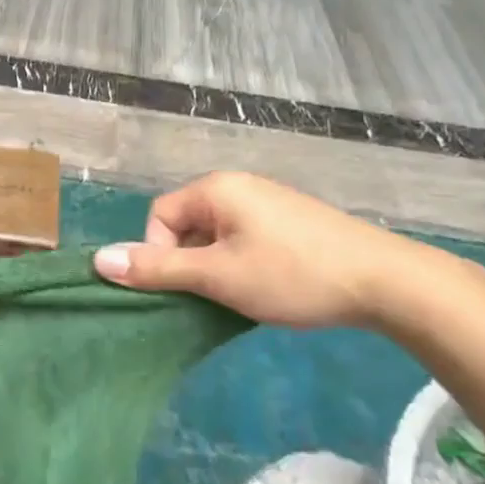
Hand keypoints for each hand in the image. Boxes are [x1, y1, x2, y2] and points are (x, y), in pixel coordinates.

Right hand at [93, 172, 446, 328]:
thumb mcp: (218, 276)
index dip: (160, 254)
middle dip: (189, 263)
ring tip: (241, 297)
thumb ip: (158, 268)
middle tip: (212, 297)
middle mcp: (238, 186)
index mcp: (215, 188)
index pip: (159, 216)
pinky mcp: (290, 221)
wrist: (385, 281)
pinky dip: (241, 264)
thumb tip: (99, 260)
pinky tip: (265, 289)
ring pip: (216, 236)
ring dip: (215, 268)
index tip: (188, 288)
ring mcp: (267, 202)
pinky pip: (243, 239)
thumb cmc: (291, 274)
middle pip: (186, 224)